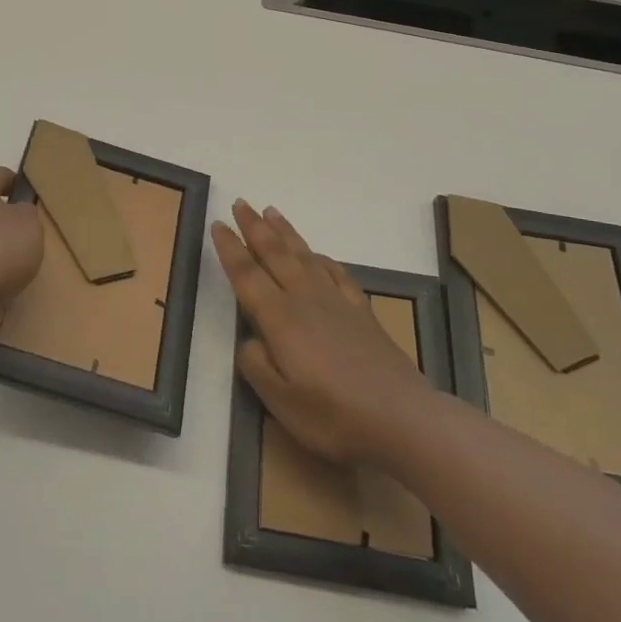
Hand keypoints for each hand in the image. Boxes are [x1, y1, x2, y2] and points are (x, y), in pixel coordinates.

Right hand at [214, 200, 429, 467]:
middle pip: (275, 254)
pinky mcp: (362, 312)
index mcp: (280, 319)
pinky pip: (337, 273)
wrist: (403, 419)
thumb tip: (249, 340)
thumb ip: (256, 365)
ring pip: (304, 256)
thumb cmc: (334, 416)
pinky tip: (317, 255)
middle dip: (255, 227)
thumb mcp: (281, 402)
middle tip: (240, 203)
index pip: (247, 275)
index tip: (217, 224)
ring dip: (285, 232)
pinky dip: (322, 258)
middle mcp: (305, 300)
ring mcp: (337, 302)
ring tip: (271, 212)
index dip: (230, 248)